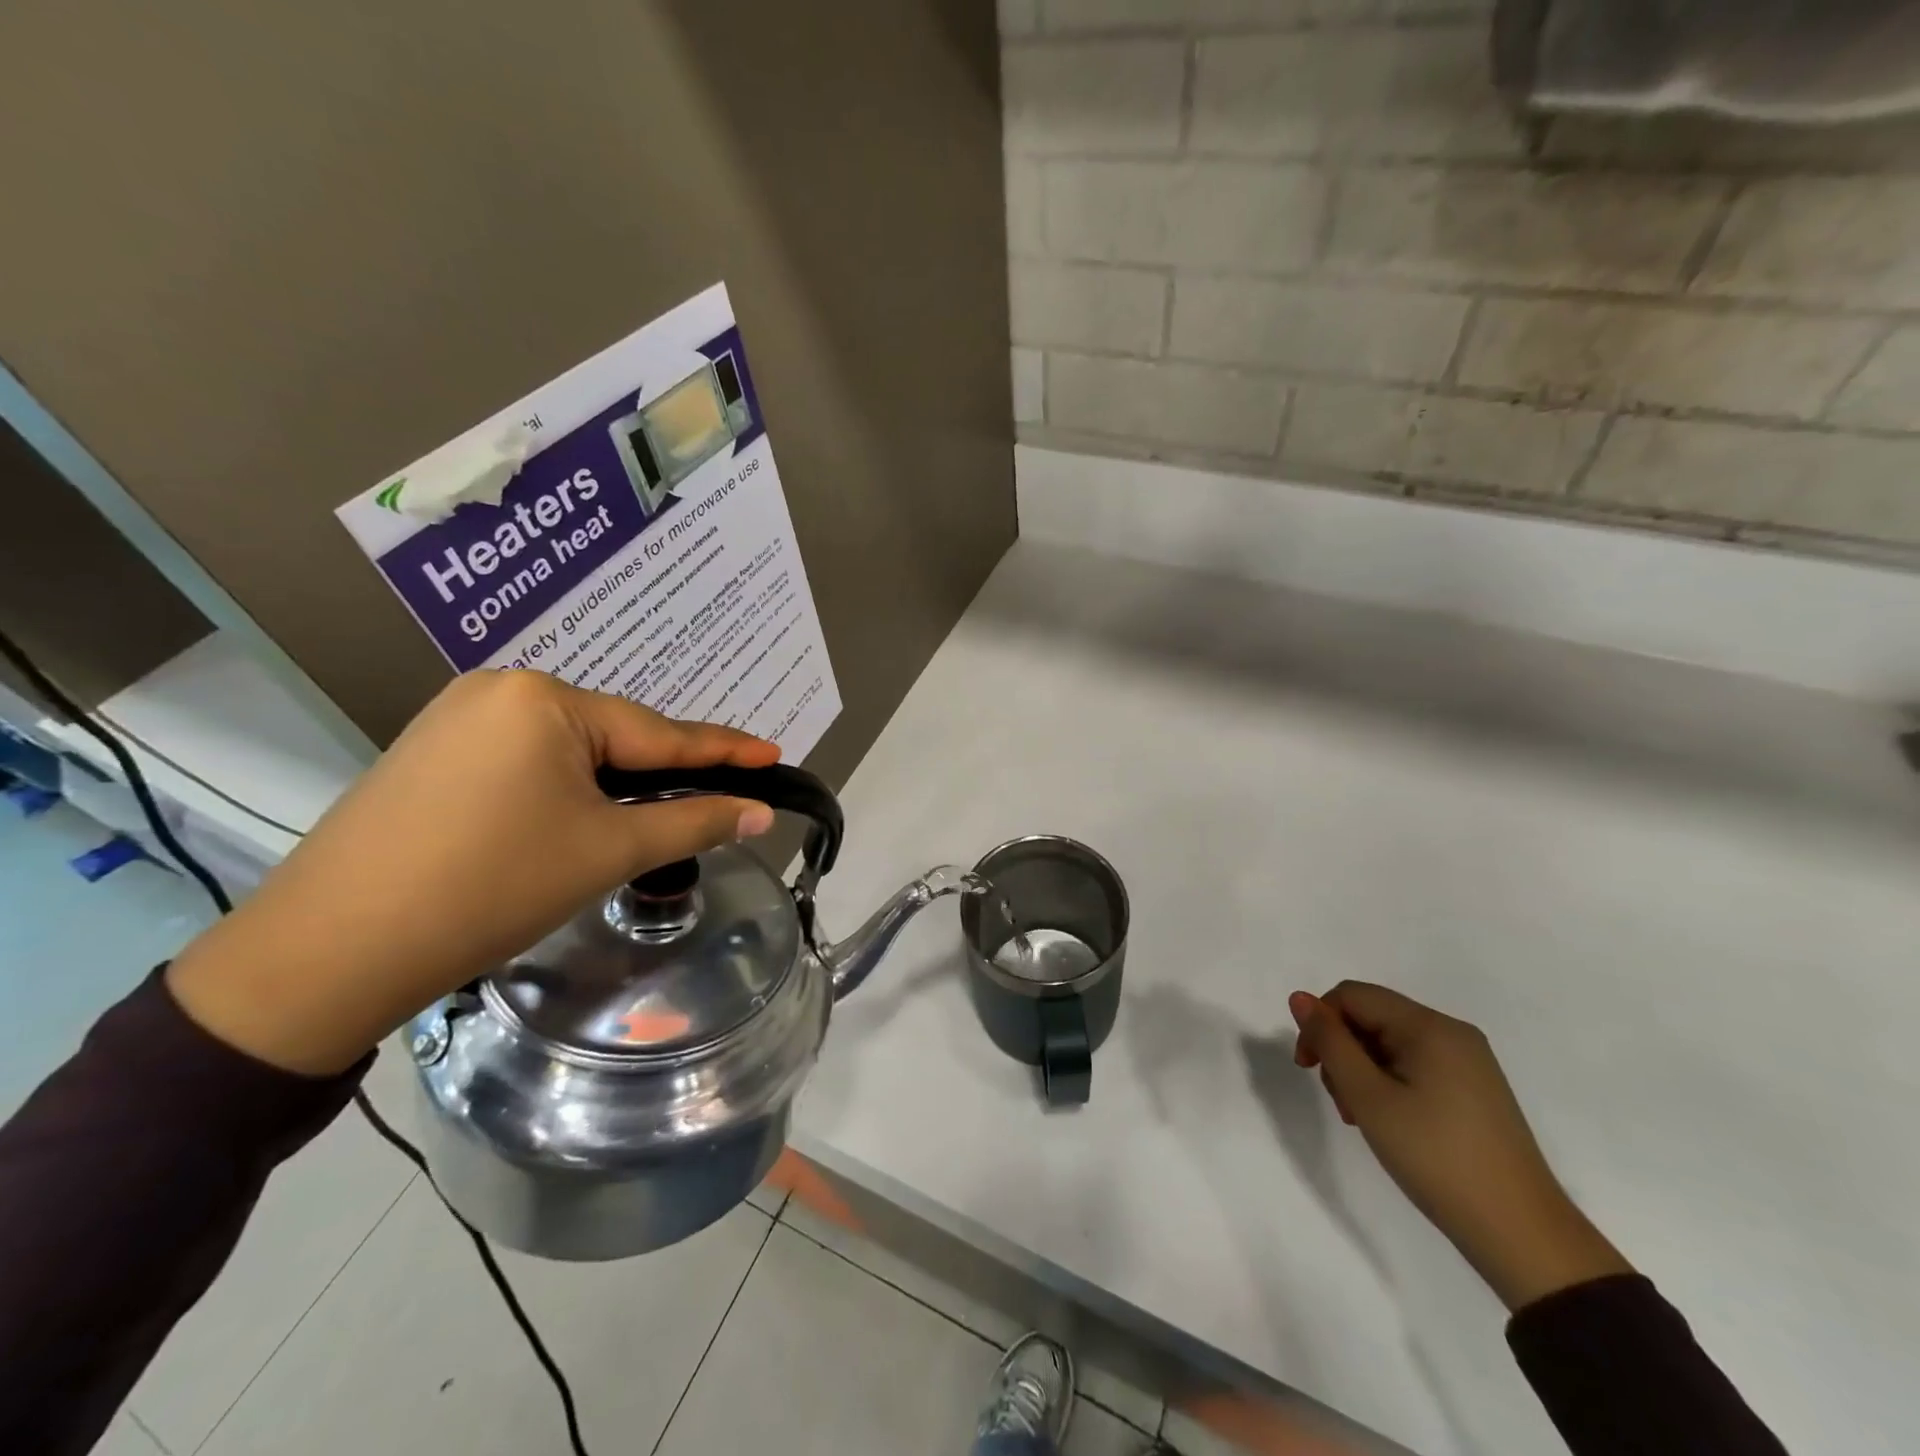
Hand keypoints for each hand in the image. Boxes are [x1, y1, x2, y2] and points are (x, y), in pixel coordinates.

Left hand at [167, 671, 780, 1075]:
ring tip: (654, 818)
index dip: (723, 750)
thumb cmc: (492, 887)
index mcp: (544, 700)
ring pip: (571, 751)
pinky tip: (581, 818)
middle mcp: (500, 691)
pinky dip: (569, 789)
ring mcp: (458, 720)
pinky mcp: (434, 755)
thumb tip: (760, 812)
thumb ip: (693, 821)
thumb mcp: (608, 850)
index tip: (773, 755)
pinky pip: (528, 763)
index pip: (659, 732)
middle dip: (665, 773)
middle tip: (719, 798)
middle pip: (614, 737)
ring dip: (617, 785)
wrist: (331, 952)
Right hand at [1289, 982, 1631, 1310]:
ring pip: (1390, 1043)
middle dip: (1342, 1051)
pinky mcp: (1475, 1089)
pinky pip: (1415, 1065)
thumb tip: (1299, 998)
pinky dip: (1389, 1083)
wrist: (1522, 1236)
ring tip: (1363, 1118)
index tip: (1308, 1069)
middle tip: (1341, 1103)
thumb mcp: (1369, 1097)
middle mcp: (1452, 1033)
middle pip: (1371, 1017)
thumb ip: (1330, 1042)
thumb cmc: (1436, 1158)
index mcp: (1429, 1026)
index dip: (1320, 1023)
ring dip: (1362, 1071)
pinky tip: (1390, 1122)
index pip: (1352, 996)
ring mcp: (1468, 1062)